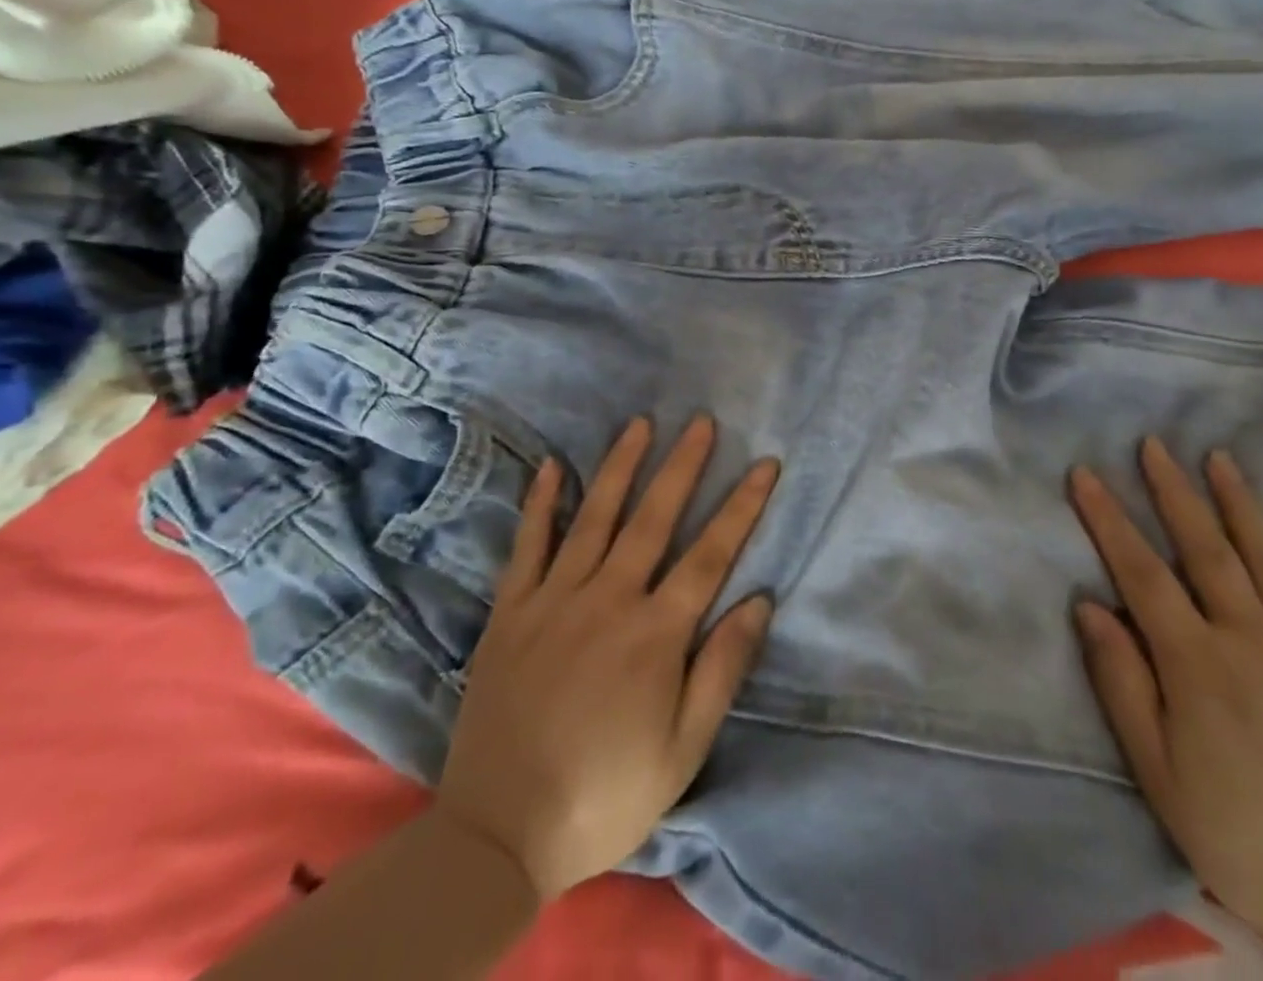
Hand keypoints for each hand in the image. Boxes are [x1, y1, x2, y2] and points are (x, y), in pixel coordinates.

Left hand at [437, 415, 777, 903]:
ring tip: (641, 424)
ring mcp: (554, 601)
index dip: (742, 506)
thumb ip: (722, 668)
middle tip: (702, 422)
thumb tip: (759, 599)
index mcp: (655, 634)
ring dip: (621, 467)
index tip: (765, 464)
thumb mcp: (683, 749)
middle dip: (683, 466)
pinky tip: (554, 467)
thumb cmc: (605, 795)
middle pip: (653, 519)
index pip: (711, 554)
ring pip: (594, 518)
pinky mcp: (510, 614)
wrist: (497, 839)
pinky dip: (541, 504)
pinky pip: (528, 547)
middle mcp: (608, 601)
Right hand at [1070, 438, 1262, 967]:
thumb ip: (1122, 683)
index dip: (1108, 519)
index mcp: (1197, 664)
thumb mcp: (1158, 774)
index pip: (1141, 573)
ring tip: (1218, 457)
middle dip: (1173, 491)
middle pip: (1205, 548)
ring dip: (1240, 503)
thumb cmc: (1240, 836)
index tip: (1085, 475)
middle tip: (1153, 444)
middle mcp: (1252, 638)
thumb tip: (1089, 606)